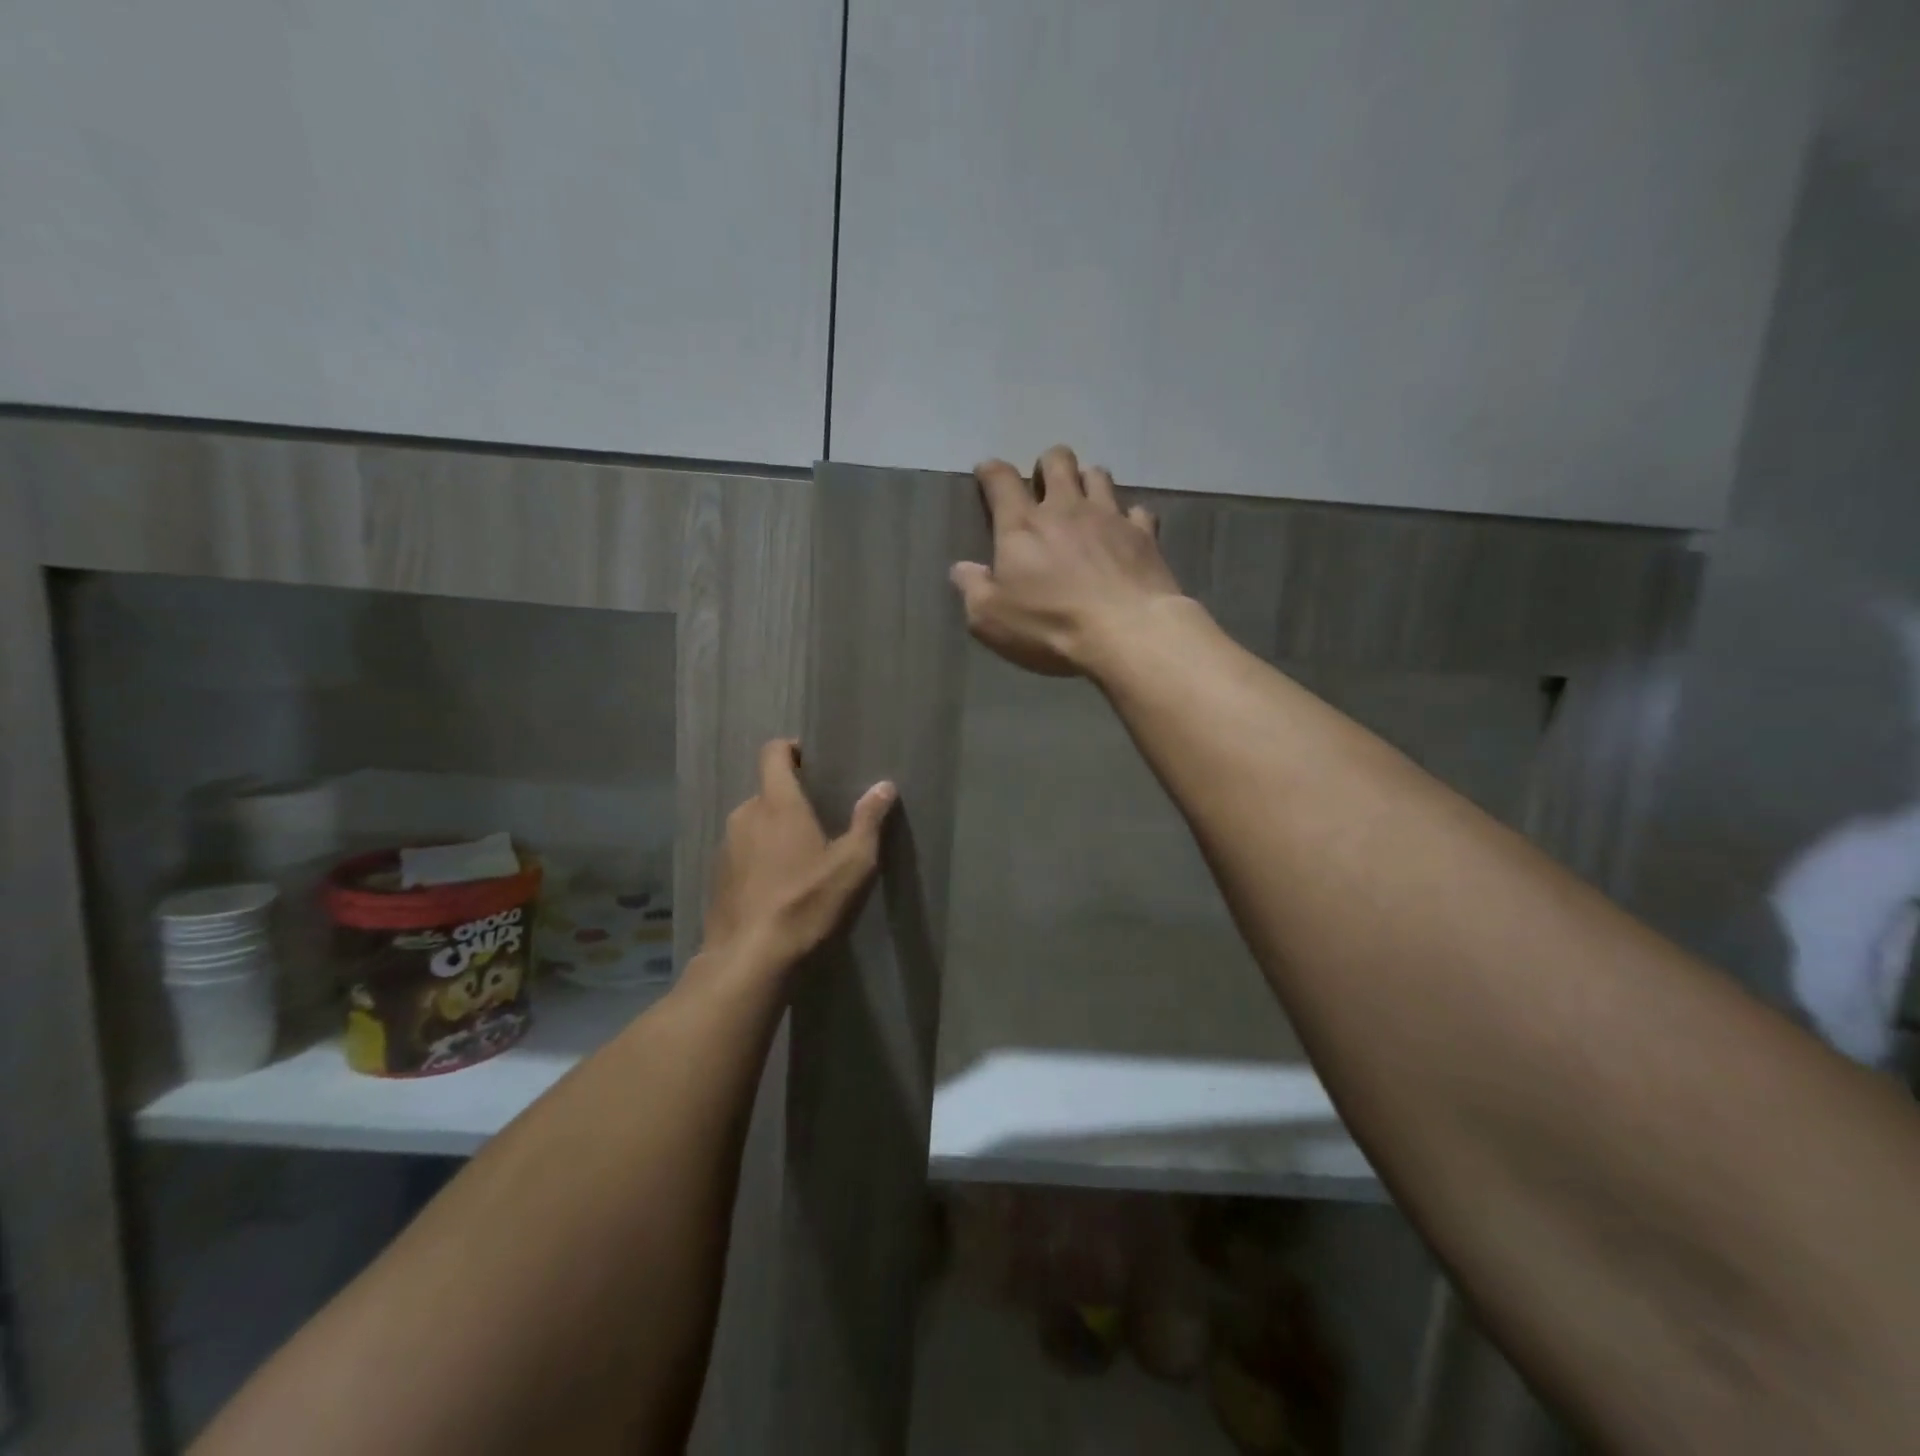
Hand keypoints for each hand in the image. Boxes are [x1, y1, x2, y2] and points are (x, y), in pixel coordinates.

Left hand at [700, 739, 895, 971]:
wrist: (750, 960)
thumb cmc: (807, 903)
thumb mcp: (853, 864)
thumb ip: (868, 821)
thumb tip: (884, 786)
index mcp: (777, 803)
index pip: (773, 753)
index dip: (791, 749)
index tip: (812, 761)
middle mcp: (745, 815)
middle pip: (767, 791)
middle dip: (790, 799)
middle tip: (819, 820)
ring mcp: (726, 847)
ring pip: (753, 823)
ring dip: (774, 830)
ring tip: (800, 857)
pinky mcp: (717, 877)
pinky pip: (742, 852)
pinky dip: (759, 857)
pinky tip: (778, 886)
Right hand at [950, 445, 1184, 676]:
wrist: (1126, 633)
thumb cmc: (1051, 626)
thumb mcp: (991, 619)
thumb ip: (972, 589)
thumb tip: (961, 568)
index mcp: (1022, 526)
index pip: (1001, 480)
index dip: (991, 471)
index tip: (986, 472)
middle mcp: (1066, 508)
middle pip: (1057, 460)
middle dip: (1047, 465)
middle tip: (1044, 486)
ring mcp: (1109, 517)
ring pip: (1098, 475)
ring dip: (1087, 481)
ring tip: (1084, 501)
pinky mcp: (1144, 535)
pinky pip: (1138, 511)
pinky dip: (1129, 517)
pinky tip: (1125, 533)